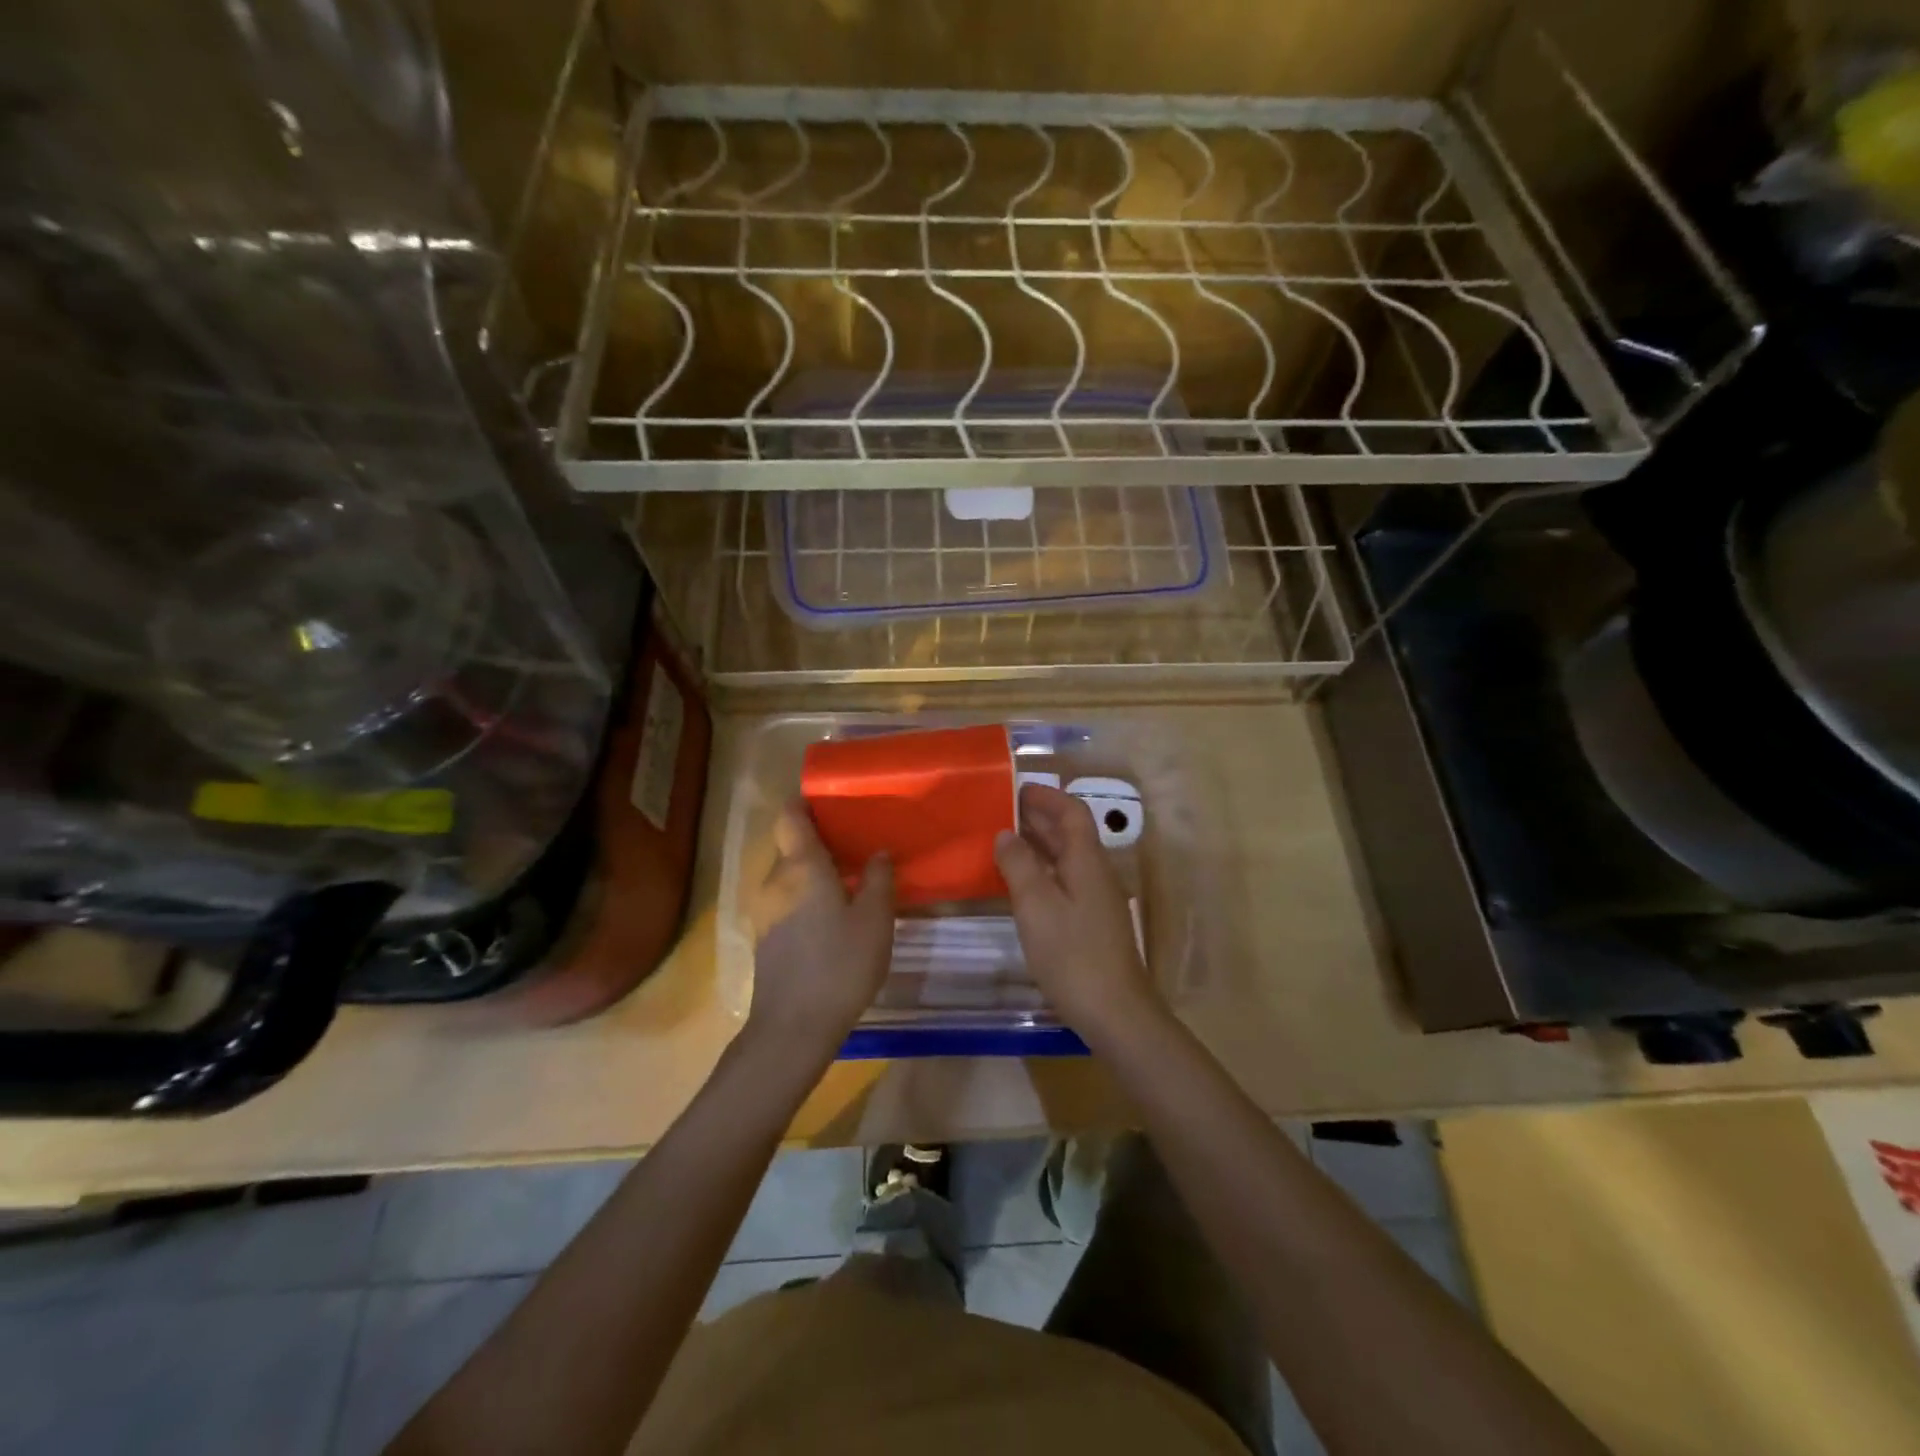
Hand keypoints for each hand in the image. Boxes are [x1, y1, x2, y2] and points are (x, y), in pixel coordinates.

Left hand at [746, 800, 893, 1064]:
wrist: (793, 1027)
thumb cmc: (839, 965)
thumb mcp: (875, 920)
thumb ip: (879, 880)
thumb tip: (879, 852)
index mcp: (801, 867)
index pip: (790, 817)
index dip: (804, 802)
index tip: (829, 800)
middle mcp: (775, 881)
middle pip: (790, 846)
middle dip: (818, 840)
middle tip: (855, 842)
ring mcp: (765, 910)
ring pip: (788, 876)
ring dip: (813, 871)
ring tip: (849, 878)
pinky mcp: (765, 937)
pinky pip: (785, 900)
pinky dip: (805, 896)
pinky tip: (831, 915)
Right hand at [994, 783, 1167, 1046]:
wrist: (1115, 1012)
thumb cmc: (1072, 953)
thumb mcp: (1036, 905)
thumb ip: (1018, 865)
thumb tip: (1005, 834)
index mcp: (1087, 860)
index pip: (1071, 812)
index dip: (1046, 797)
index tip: (1015, 790)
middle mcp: (1096, 872)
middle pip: (1070, 833)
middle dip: (1039, 818)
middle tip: (1000, 813)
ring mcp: (1097, 899)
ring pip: (1068, 858)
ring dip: (1039, 845)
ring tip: (1004, 842)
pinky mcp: (1092, 923)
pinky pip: (1066, 881)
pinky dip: (1043, 871)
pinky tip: (1021, 885)